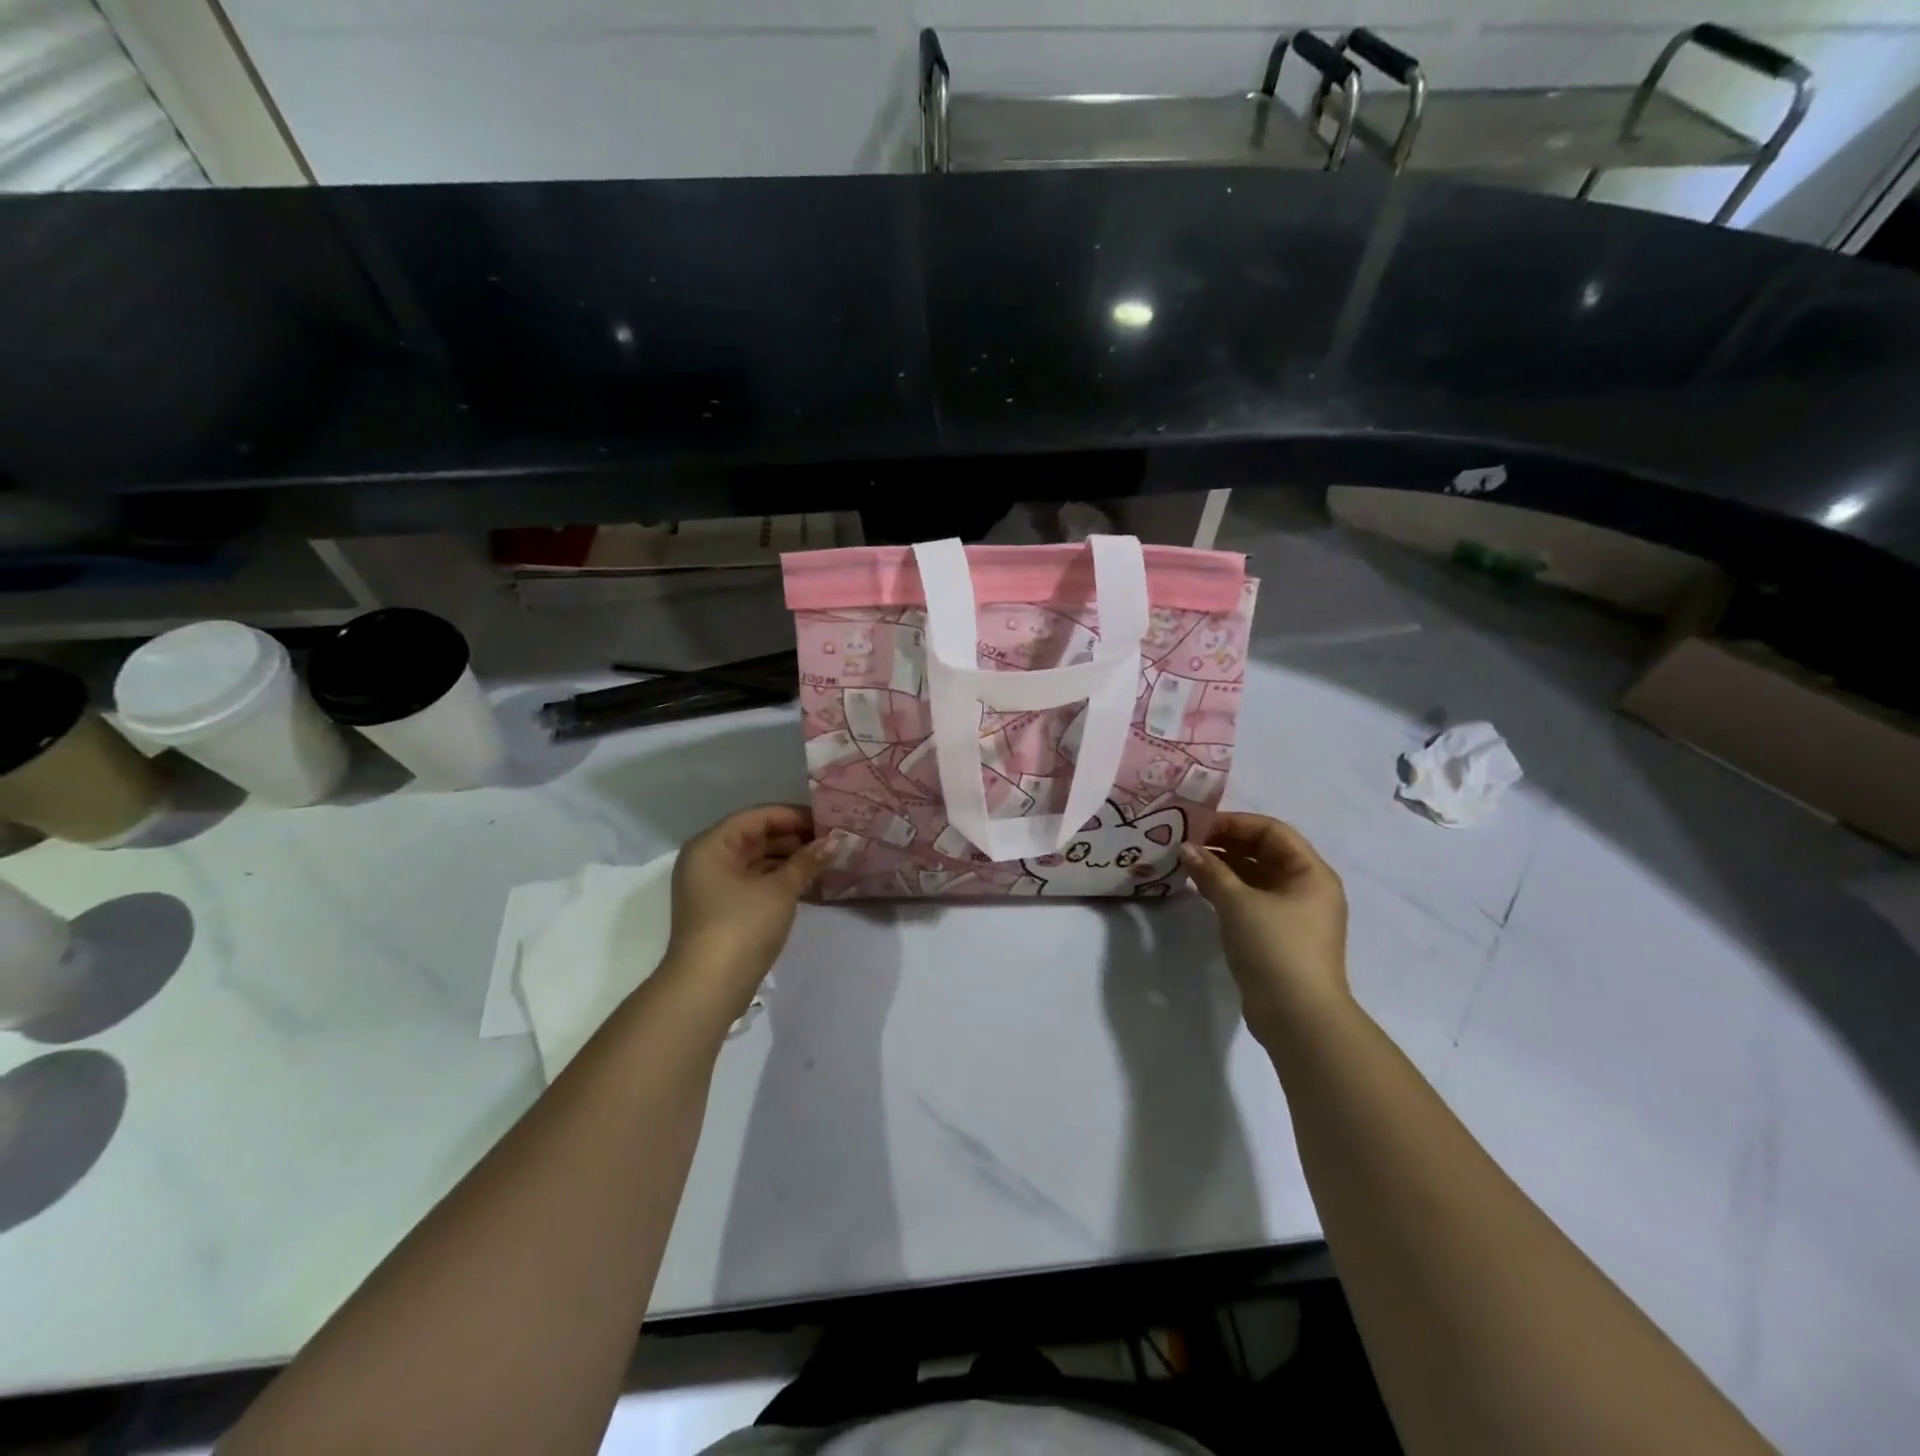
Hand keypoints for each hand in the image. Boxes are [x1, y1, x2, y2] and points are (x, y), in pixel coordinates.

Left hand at [664, 805, 826, 1010]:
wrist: (708, 988)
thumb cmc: (741, 926)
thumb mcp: (779, 890)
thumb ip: (807, 861)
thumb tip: (835, 841)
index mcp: (712, 845)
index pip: (758, 817)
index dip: (795, 817)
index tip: (829, 822)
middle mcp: (708, 859)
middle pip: (756, 837)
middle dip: (795, 839)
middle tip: (833, 843)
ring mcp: (714, 886)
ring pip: (757, 861)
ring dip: (790, 861)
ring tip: (827, 862)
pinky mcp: (723, 909)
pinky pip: (755, 882)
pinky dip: (780, 880)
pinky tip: (809, 883)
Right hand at [1182, 812, 1350, 1046]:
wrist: (1298, 1018)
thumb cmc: (1275, 948)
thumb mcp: (1239, 903)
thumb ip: (1211, 871)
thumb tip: (1185, 848)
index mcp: (1311, 873)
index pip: (1272, 831)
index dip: (1235, 823)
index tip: (1198, 825)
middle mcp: (1307, 888)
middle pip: (1264, 852)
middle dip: (1226, 844)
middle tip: (1188, 843)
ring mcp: (1293, 914)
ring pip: (1256, 877)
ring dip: (1224, 868)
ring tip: (1187, 864)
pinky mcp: (1278, 936)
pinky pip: (1251, 900)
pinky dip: (1227, 891)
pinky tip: (1199, 889)